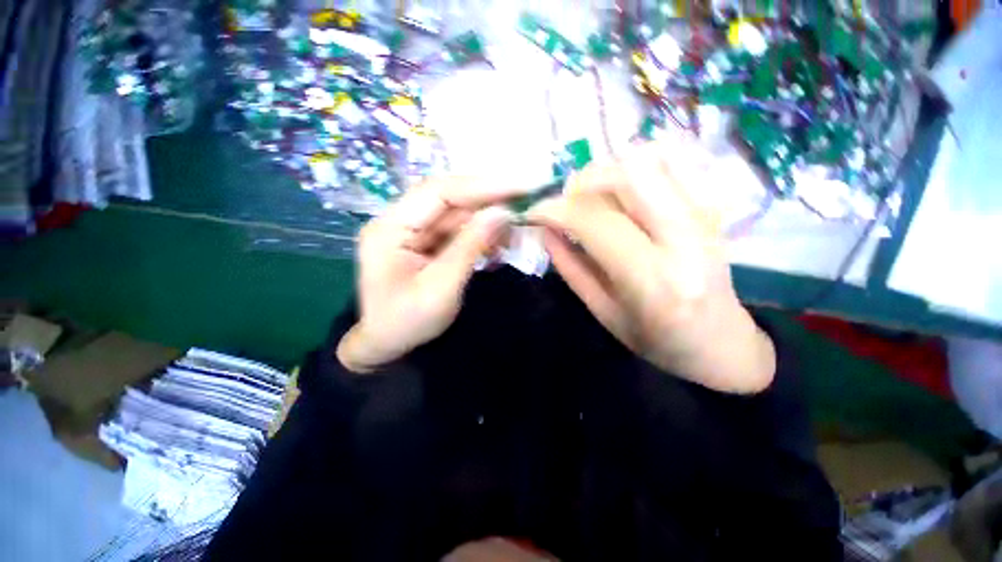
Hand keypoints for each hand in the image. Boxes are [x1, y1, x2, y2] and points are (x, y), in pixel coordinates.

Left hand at [336, 178, 516, 373]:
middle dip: (487, 199)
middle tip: (524, 201)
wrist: (386, 344)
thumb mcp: (441, 288)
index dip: (481, 186)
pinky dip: (479, 234)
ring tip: (514, 229)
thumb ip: (470, 247)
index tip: (518, 187)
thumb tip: (502, 213)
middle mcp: (399, 220)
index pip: (438, 192)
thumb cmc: (407, 322)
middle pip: (448, 198)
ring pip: (456, 213)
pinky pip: (456, 230)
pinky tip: (497, 243)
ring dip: (486, 219)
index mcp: (390, 228)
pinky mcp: (425, 242)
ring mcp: (412, 230)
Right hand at [527, 139, 775, 393]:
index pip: (596, 221)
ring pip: (649, 159)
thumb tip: (545, 230)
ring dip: (606, 173)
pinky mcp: (709, 205)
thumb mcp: (602, 312)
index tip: (535, 213)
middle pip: (629, 173)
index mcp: (654, 279)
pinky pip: (665, 165)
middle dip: (583, 181)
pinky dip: (629, 173)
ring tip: (590, 201)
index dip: (556, 210)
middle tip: (567, 204)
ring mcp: (705, 215)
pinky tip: (617, 198)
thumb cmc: (657, 339)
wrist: (721, 342)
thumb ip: (570, 268)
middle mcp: (685, 238)